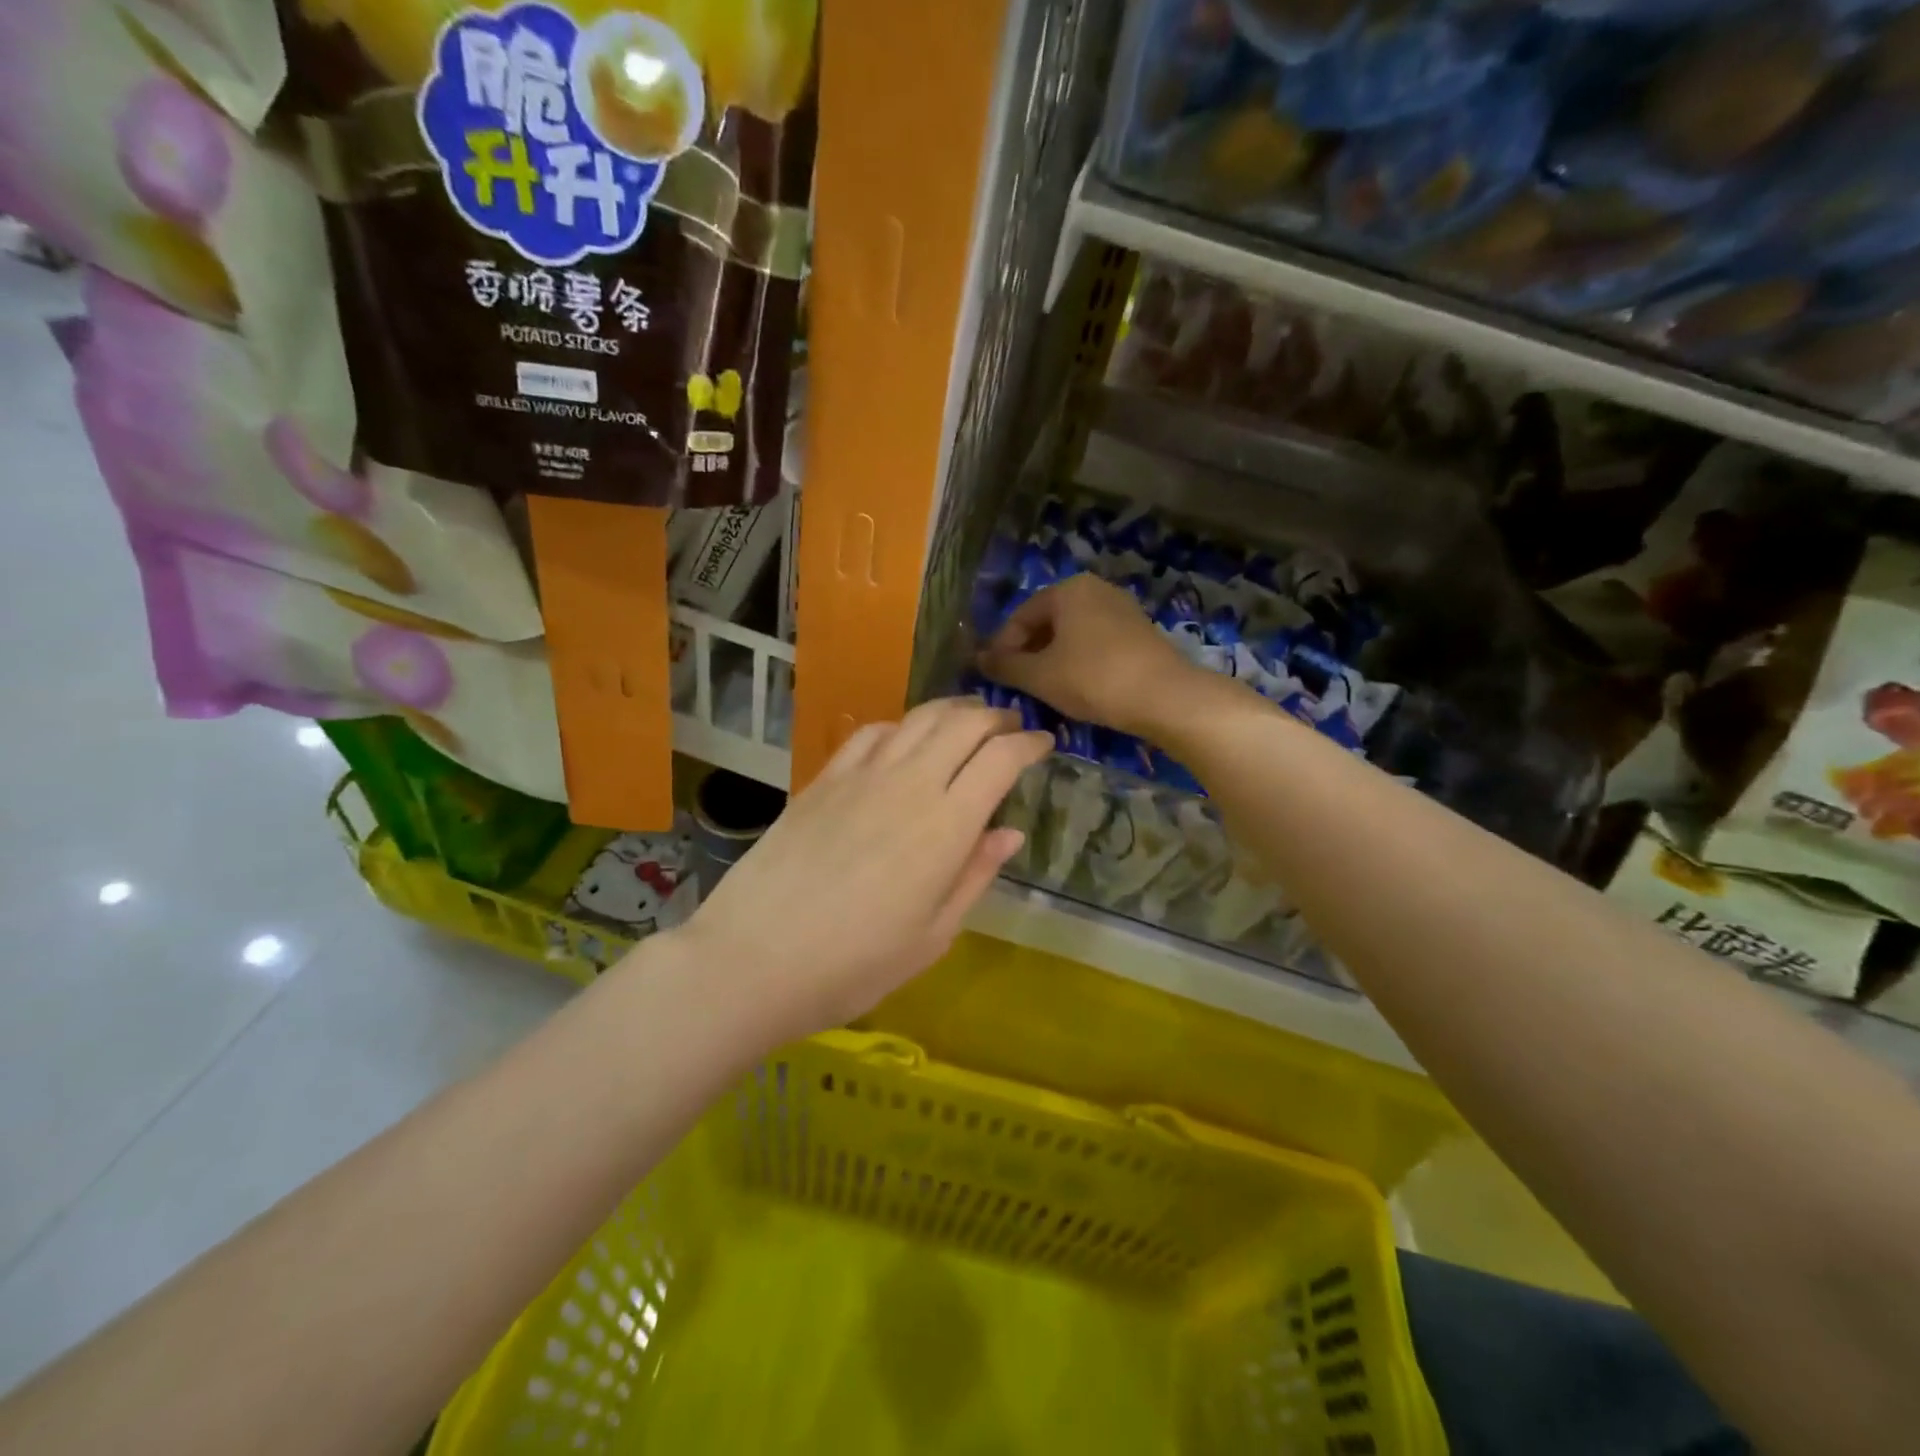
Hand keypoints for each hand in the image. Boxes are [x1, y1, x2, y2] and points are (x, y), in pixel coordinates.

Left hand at [669, 699, 1050, 1044]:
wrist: (753, 958)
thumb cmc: (854, 965)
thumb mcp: (932, 936)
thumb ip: (974, 875)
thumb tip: (1010, 832)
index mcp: (946, 825)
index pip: (1000, 759)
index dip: (1029, 743)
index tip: (1044, 743)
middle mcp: (909, 784)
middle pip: (962, 724)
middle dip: (995, 717)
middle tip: (1011, 725)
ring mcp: (861, 775)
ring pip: (918, 718)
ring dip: (952, 710)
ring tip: (968, 718)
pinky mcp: (824, 778)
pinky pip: (872, 733)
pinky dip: (902, 725)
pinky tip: (904, 738)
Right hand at [978, 575, 1206, 737]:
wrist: (1164, 696)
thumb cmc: (1093, 679)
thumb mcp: (1040, 676)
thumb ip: (1005, 666)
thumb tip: (978, 659)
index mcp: (1068, 590)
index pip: (1021, 615)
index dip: (1002, 646)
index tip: (993, 675)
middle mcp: (1095, 589)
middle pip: (1048, 621)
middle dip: (1028, 652)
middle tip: (1016, 684)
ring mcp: (1121, 609)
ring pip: (1072, 634)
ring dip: (1052, 659)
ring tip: (1043, 689)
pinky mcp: (1139, 632)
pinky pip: (1095, 642)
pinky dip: (1078, 661)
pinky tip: (1076, 687)